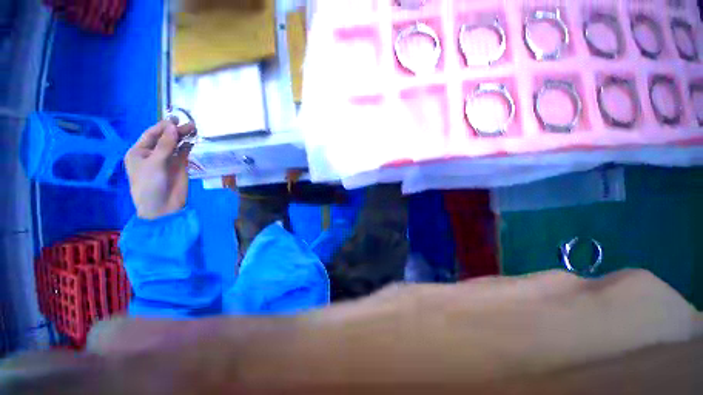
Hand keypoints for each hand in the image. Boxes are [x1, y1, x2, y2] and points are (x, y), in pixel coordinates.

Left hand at [124, 120, 195, 219]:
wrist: (162, 207)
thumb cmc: (150, 185)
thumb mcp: (154, 163)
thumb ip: (165, 145)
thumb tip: (173, 127)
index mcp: (139, 152)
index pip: (151, 134)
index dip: (163, 126)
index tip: (176, 119)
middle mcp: (152, 153)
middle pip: (165, 138)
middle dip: (175, 130)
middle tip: (190, 124)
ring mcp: (167, 160)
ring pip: (175, 144)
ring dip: (183, 137)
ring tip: (194, 129)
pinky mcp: (179, 166)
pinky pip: (183, 153)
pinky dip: (188, 146)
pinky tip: (193, 141)